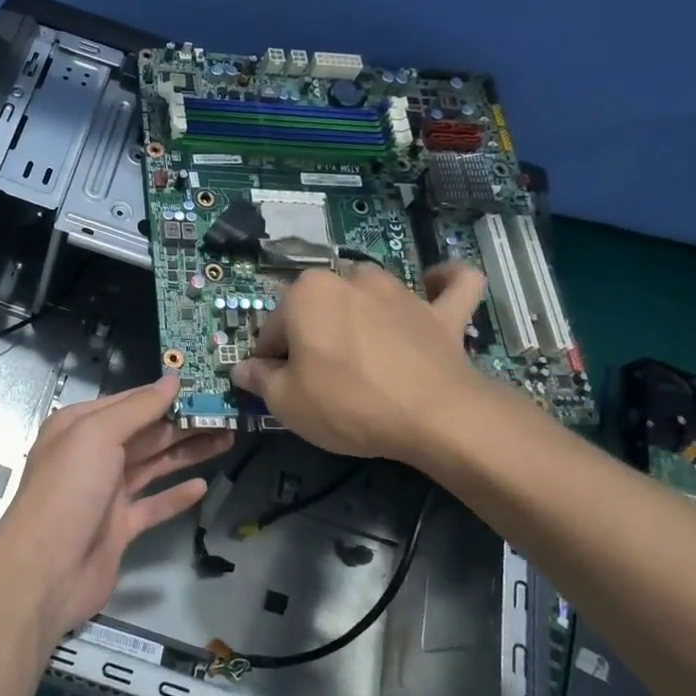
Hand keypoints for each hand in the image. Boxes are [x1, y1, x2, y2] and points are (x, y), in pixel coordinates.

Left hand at [0, 375, 232, 645]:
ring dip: (187, 453)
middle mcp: (92, 455)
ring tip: (228, 439)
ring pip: (153, 466)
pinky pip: (152, 505)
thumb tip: (171, 380)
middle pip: (146, 433)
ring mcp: (106, 493)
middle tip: (228, 414)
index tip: (204, 386)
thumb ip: (137, 408)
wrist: (46, 570)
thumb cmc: (68, 490)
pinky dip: (176, 496)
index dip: (166, 394)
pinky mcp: (119, 528)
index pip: (130, 402)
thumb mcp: (97, 435)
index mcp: (80, 427)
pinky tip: (201, 486)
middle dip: (184, 423)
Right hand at [232, 261, 489, 461]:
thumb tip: (242, 370)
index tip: (280, 387)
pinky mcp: (442, 311)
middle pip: (319, 306)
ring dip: (362, 308)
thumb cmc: (346, 403)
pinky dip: (444, 282)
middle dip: (313, 333)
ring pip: (370, 290)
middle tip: (319, 376)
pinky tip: (436, 286)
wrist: (433, 416)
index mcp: (305, 294)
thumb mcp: (286, 402)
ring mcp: (400, 291)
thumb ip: (259, 380)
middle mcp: (350, 279)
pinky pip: (452, 284)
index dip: (272, 362)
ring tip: (362, 347)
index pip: (273, 330)